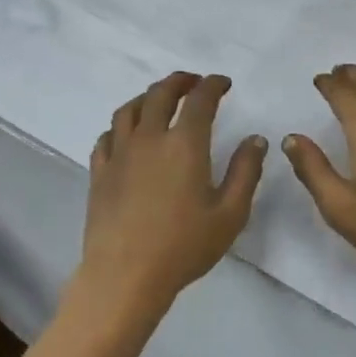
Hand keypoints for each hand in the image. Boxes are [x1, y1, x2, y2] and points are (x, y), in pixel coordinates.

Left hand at [78, 72, 267, 317]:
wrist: (125, 275)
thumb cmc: (183, 246)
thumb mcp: (230, 213)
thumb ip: (245, 172)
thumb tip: (256, 139)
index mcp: (184, 144)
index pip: (199, 100)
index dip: (213, 85)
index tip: (223, 83)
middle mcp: (149, 138)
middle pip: (159, 94)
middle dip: (179, 81)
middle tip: (192, 82)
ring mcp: (119, 154)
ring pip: (129, 110)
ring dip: (147, 97)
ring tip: (159, 100)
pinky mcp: (100, 172)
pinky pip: (107, 136)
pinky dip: (120, 126)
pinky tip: (126, 135)